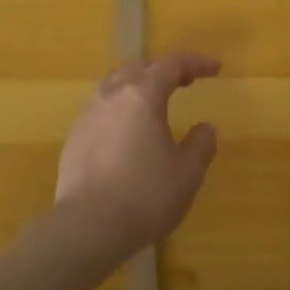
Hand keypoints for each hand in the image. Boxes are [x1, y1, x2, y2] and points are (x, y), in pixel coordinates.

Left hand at [55, 52, 221, 260]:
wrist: (87, 227)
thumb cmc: (145, 196)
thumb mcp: (187, 174)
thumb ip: (200, 145)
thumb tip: (205, 128)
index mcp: (142, 96)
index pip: (172, 65)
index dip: (196, 62)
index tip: (215, 68)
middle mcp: (112, 97)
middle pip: (139, 68)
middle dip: (164, 70)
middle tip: (185, 82)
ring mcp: (88, 116)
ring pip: (114, 86)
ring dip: (138, 86)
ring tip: (154, 104)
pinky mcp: (74, 139)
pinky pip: (101, 110)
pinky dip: (120, 110)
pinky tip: (127, 133)